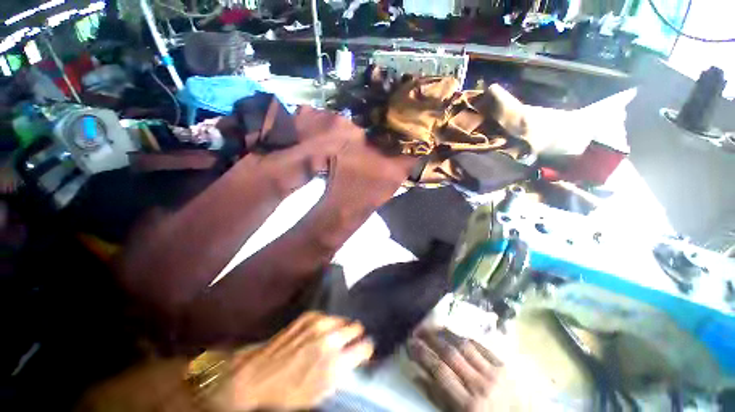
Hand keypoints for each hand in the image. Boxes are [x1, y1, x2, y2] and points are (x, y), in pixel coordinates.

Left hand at [219, 312, 373, 410]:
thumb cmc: (288, 394)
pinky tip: (320, 333)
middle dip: (355, 336)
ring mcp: (318, 323)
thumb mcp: (321, 392)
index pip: (365, 347)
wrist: (256, 378)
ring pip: (343, 319)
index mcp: (336, 363)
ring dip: (341, 328)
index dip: (366, 349)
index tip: (364, 351)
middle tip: (350, 343)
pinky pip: (328, 316)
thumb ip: (342, 372)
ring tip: (334, 337)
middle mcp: (330, 339)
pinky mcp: (309, 316)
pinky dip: (328, 323)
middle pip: (356, 328)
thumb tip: (355, 358)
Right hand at [407, 328, 508, 411]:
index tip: (410, 343)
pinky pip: (483, 346)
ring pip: (465, 346)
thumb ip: (437, 398)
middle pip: (450, 354)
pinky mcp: (506, 365)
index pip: (439, 371)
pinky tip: (458, 335)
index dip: (422, 354)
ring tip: (434, 327)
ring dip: (447, 334)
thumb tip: (416, 374)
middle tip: (418, 329)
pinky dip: (467, 338)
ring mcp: (495, 373)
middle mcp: (481, 385)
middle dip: (431, 339)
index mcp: (468, 405)